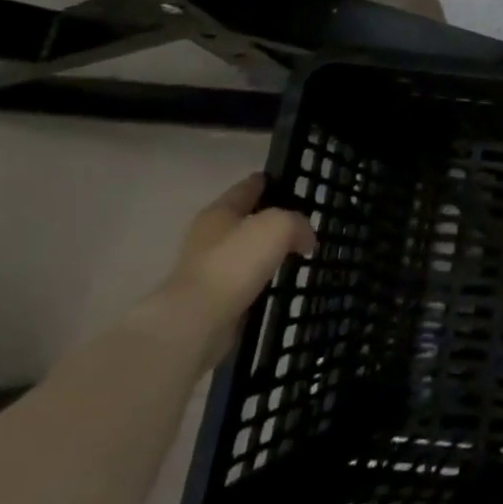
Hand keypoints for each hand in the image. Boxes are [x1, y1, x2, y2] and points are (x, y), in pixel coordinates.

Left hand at [146, 174, 315, 363]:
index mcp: (220, 211)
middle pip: (245, 218)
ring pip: (245, 251)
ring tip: (294, 252)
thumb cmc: (235, 262)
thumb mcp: (278, 226)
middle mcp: (209, 236)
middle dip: (269, 218)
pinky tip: (277, 280)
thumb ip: (297, 223)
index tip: (290, 182)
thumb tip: (305, 239)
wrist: (197, 322)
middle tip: (300, 220)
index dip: (268, 181)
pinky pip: (243, 280)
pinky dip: (260, 278)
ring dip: (265, 251)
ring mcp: (208, 268)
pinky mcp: (212, 299)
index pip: (248, 186)